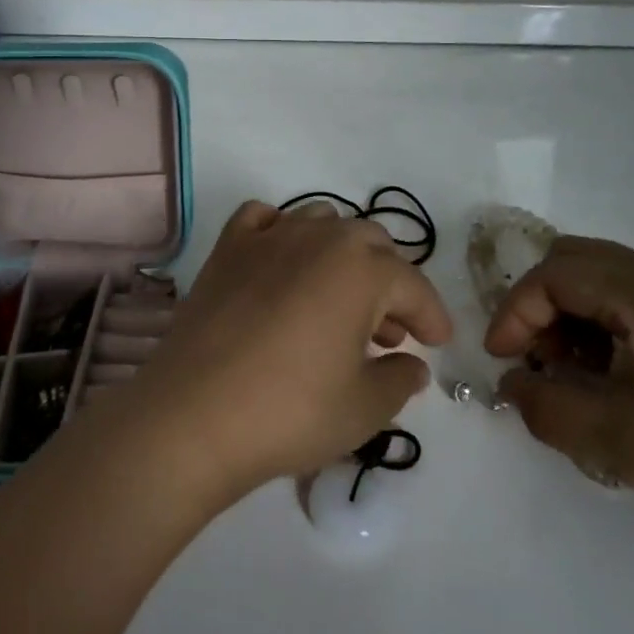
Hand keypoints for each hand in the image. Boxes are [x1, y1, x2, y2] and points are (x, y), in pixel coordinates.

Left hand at [122, 202, 450, 499]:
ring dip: (342, 255)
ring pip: (321, 222)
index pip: (411, 285)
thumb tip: (412, 365)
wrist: (195, 414)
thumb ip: (399, 380)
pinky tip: (282, 262)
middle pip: (370, 243)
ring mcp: (267, 237)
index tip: (438, 342)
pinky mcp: (227, 249)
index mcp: (360, 269)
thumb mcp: (363, 407)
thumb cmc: (291, 410)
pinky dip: (281, 232)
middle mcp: (318, 237)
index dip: (431, 314)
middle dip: (389, 282)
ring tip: (340, 300)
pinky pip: (263, 219)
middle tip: (390, 331)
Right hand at [486, 237, 633, 541]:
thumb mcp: (615, 437)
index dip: (514, 313)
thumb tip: (513, 384)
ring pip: (598, 277)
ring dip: (567, 315)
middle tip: (532, 358)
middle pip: (572, 262)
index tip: (500, 361)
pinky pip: (627, 296)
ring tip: (568, 371)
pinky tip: (608, 372)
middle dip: (538, 307)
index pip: (552, 276)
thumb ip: (544, 406)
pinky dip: (598, 323)